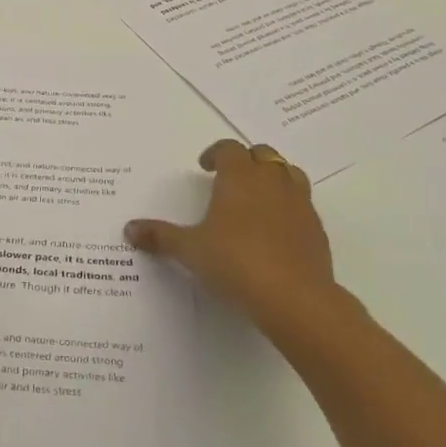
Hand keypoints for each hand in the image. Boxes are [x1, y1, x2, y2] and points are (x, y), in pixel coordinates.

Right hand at [124, 139, 354, 333]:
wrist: (294, 297)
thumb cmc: (234, 262)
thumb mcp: (189, 250)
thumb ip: (160, 236)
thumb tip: (129, 229)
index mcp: (240, 177)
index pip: (230, 149)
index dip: (216, 153)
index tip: (204, 167)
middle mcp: (272, 182)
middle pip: (262, 154)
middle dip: (245, 161)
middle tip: (228, 179)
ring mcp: (299, 203)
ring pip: (288, 174)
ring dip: (272, 178)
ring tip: (255, 198)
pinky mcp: (316, 228)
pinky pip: (302, 204)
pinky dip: (288, 206)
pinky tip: (274, 230)